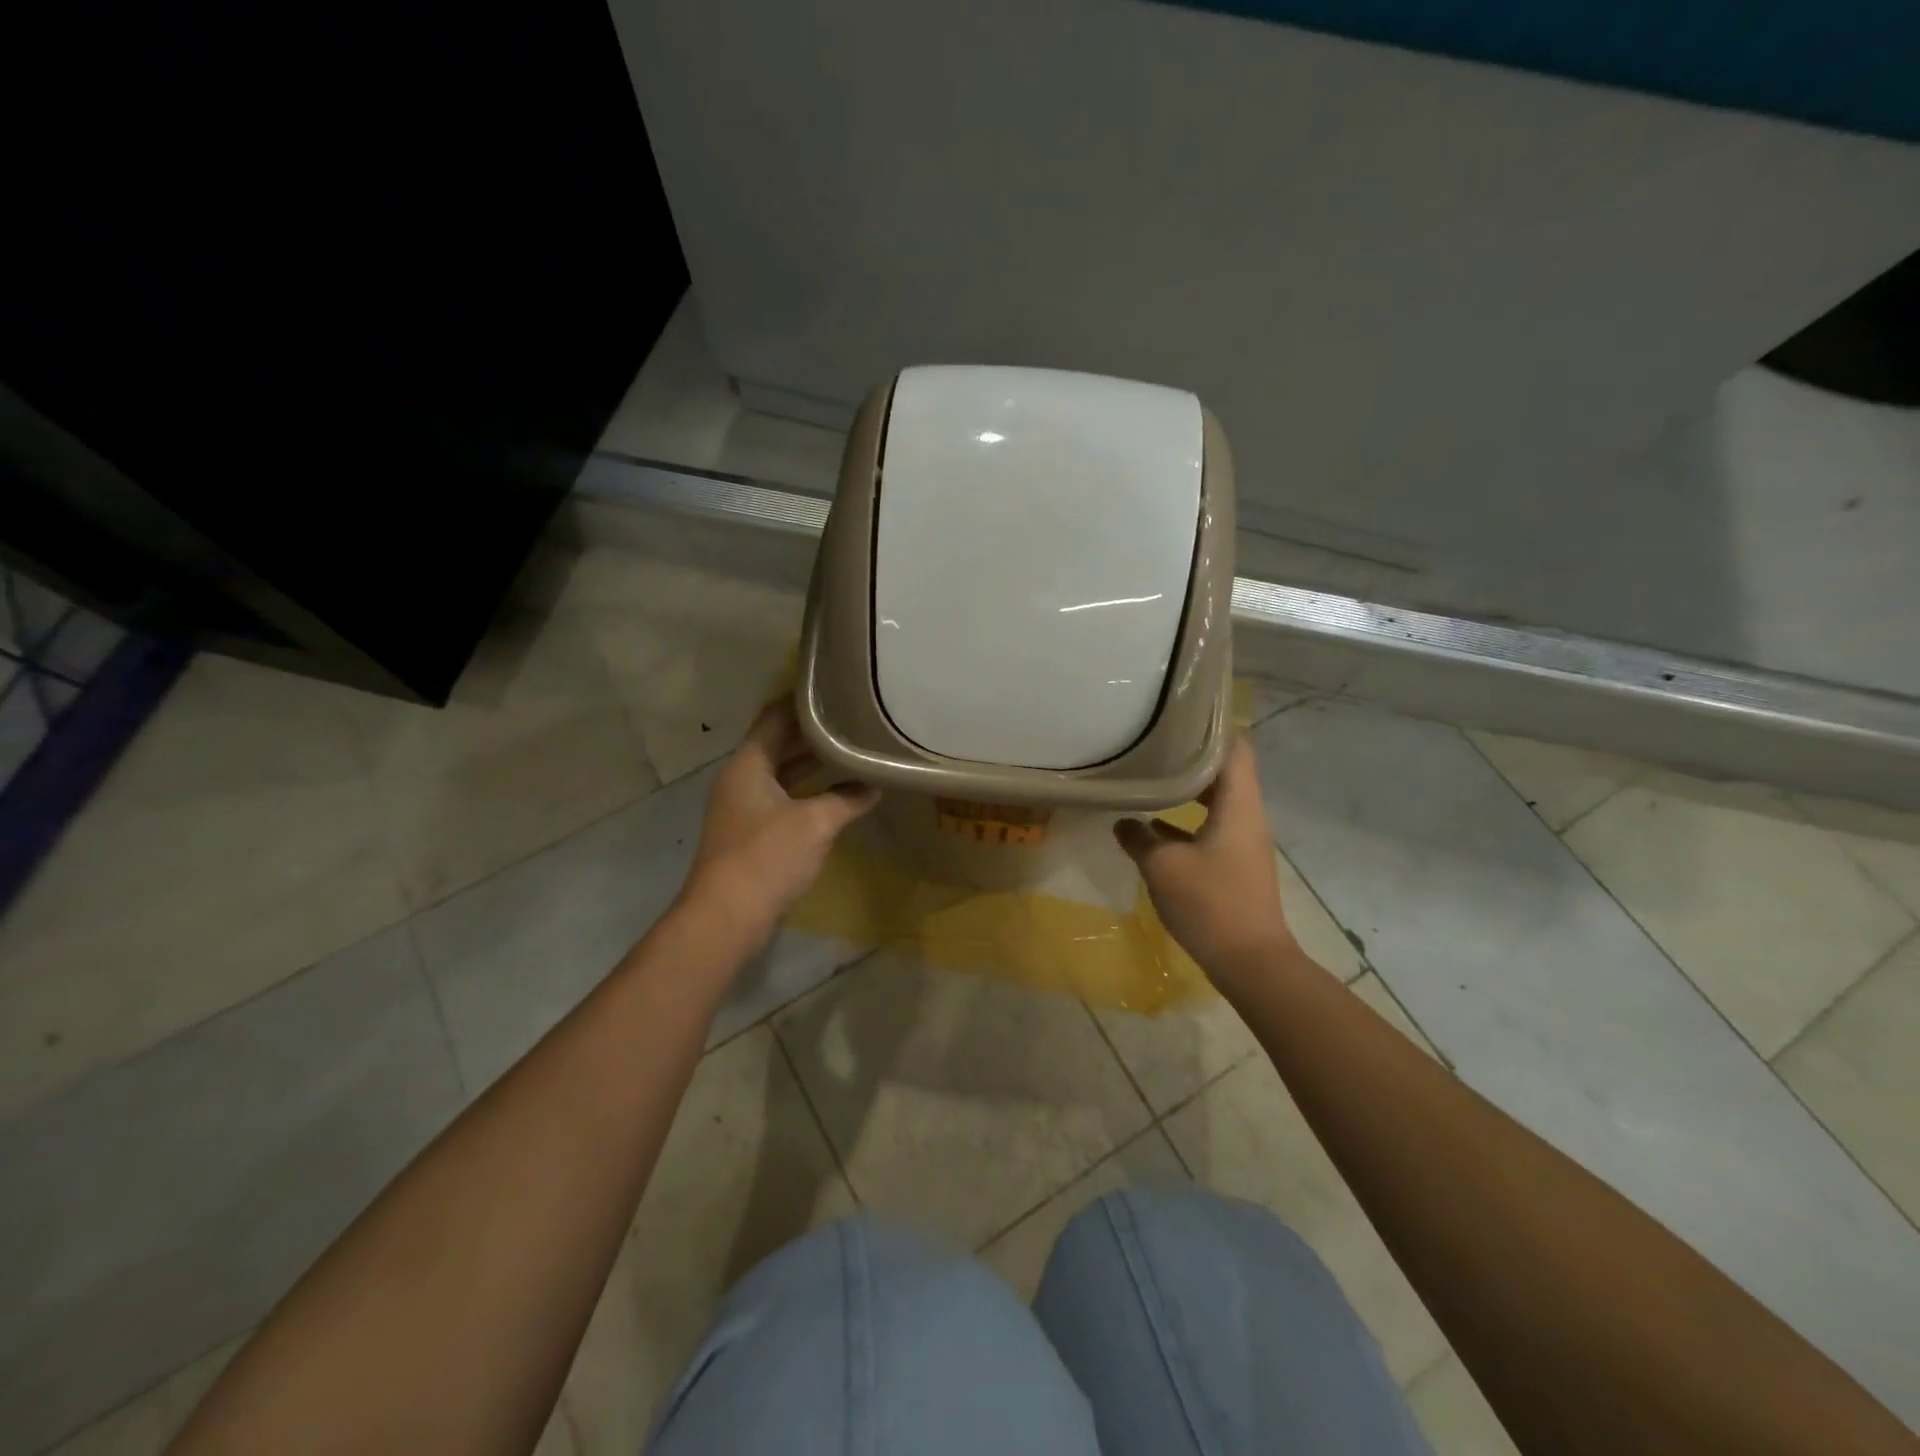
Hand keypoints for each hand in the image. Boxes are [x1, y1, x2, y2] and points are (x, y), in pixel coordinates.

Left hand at [681, 700, 879, 934]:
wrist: (727, 916)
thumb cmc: (768, 857)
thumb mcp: (816, 822)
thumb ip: (847, 799)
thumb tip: (874, 786)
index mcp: (747, 765)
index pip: (774, 718)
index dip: (802, 702)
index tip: (834, 689)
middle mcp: (739, 780)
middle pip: (776, 744)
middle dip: (811, 733)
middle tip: (849, 719)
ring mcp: (742, 808)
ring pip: (779, 774)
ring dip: (809, 764)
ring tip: (848, 750)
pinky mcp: (748, 834)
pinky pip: (780, 799)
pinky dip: (805, 791)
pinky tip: (834, 795)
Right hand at [1115, 736, 1299, 993]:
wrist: (1250, 962)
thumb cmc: (1210, 903)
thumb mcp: (1163, 866)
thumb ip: (1140, 838)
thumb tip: (1123, 822)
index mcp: (1238, 804)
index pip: (1234, 748)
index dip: (1212, 726)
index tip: (1180, 713)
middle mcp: (1247, 816)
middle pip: (1224, 772)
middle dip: (1190, 756)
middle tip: (1154, 742)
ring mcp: (1243, 841)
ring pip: (1216, 801)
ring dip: (1187, 790)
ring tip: (1149, 776)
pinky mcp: (1236, 865)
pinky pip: (1212, 828)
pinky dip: (1187, 821)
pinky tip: (1153, 828)